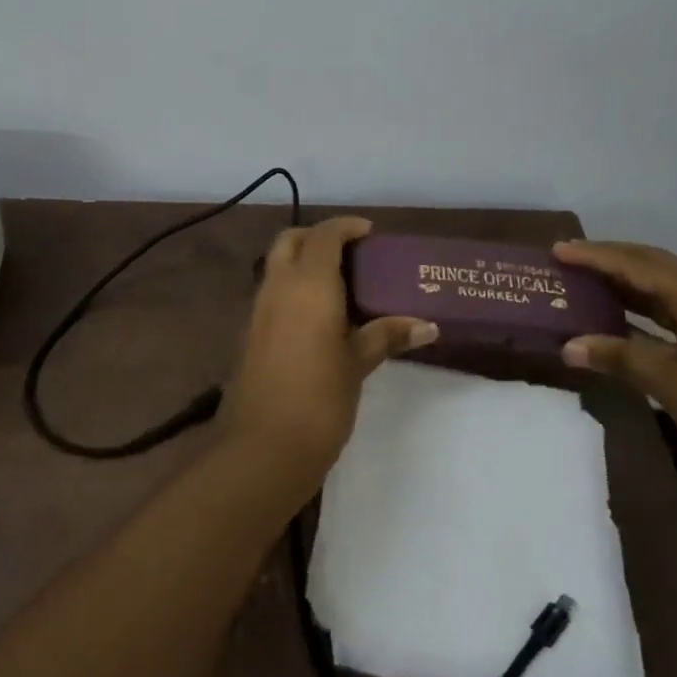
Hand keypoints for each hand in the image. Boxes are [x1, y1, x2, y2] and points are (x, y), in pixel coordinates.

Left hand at [223, 217, 437, 490]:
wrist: (261, 449)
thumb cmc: (319, 400)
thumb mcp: (357, 365)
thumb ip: (386, 336)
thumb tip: (427, 325)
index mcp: (308, 284)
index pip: (324, 235)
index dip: (346, 227)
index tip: (370, 234)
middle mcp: (278, 286)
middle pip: (291, 240)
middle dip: (318, 237)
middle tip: (351, 254)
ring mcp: (258, 309)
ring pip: (277, 264)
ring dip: (303, 261)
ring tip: (340, 284)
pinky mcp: (249, 332)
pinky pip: (271, 291)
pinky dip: (292, 287)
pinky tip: (317, 316)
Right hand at [553, 240, 676, 504]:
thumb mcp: (671, 386)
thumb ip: (619, 358)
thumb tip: (568, 345)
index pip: (641, 267)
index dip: (597, 257)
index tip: (558, 251)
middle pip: (657, 265)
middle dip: (612, 258)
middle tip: (570, 258)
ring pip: (668, 287)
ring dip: (628, 281)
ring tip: (587, 280)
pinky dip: (645, 308)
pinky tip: (622, 318)